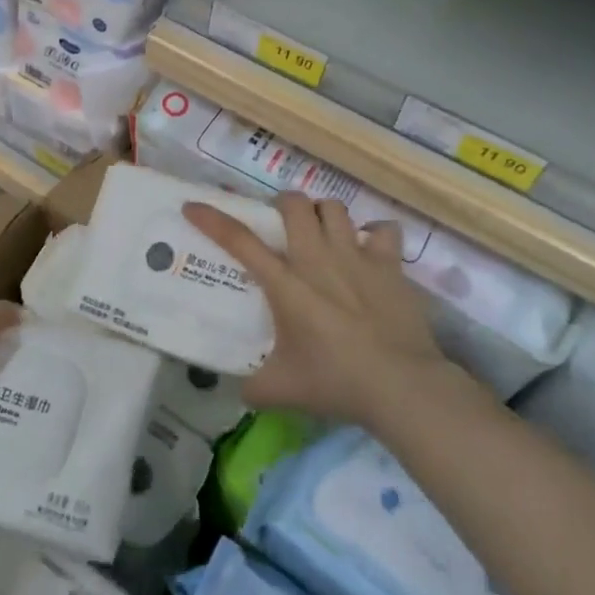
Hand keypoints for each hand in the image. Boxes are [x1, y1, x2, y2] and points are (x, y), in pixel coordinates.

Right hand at [183, 193, 467, 429]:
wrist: (401, 386)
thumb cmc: (336, 382)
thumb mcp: (281, 391)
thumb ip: (253, 386)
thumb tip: (241, 390)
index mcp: (285, 283)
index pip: (240, 241)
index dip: (212, 220)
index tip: (193, 206)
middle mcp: (317, 258)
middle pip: (294, 204)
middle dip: (282, 204)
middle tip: (280, 223)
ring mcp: (356, 256)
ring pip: (334, 208)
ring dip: (323, 214)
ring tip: (321, 231)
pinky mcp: (389, 265)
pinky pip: (383, 229)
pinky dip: (374, 233)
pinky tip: (370, 247)